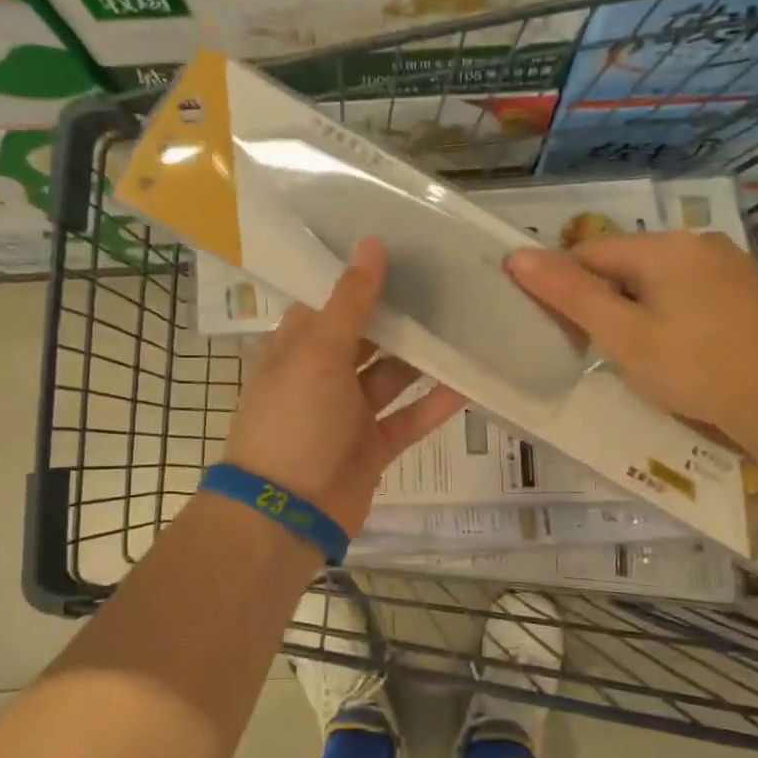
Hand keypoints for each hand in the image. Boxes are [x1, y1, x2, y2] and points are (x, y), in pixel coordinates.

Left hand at [221, 237, 464, 538]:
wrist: (287, 514)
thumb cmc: (294, 421)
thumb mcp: (318, 352)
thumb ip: (350, 301)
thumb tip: (372, 243)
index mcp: (297, 348)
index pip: (330, 302)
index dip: (362, 278)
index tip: (404, 251)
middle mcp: (321, 376)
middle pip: (367, 338)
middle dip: (402, 317)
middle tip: (450, 283)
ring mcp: (348, 414)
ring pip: (392, 377)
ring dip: (424, 359)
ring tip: (467, 326)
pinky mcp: (373, 447)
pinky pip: (409, 419)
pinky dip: (435, 404)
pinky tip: (471, 383)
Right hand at [504, 231, 757, 450]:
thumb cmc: (694, 369)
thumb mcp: (622, 335)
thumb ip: (570, 294)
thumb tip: (517, 256)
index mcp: (664, 246)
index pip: (589, 254)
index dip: (565, 289)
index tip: (562, 331)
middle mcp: (697, 242)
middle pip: (624, 265)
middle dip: (604, 302)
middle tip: (602, 349)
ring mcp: (729, 263)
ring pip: (657, 279)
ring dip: (636, 309)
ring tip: (641, 355)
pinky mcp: (748, 289)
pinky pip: (689, 291)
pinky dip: (670, 314)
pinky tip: (680, 350)